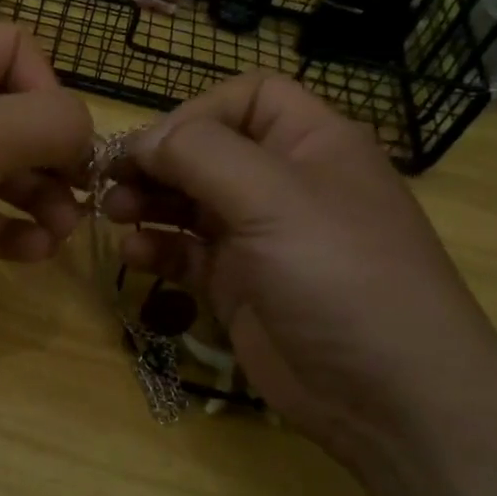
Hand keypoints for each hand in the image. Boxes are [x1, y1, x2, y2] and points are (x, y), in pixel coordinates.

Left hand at [0, 24, 92, 316]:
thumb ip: (55, 122)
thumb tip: (83, 137)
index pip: (18, 53)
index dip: (52, 90)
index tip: (67, 138)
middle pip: (14, 120)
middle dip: (54, 158)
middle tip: (81, 200)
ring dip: (37, 201)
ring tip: (61, 233)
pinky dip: (6, 232)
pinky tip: (33, 253)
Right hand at [104, 71, 496, 472]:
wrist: (388, 397)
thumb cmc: (339, 276)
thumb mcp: (274, 198)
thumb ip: (200, 155)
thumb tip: (142, 141)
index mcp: (311, 145)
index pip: (248, 98)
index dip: (197, 112)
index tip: (153, 146)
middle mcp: (283, 184)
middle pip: (207, 150)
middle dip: (157, 160)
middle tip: (108, 179)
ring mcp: (259, 237)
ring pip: (189, 201)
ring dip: (147, 201)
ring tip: (112, 212)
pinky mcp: (238, 285)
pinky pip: (186, 252)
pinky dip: (157, 248)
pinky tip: (134, 254)